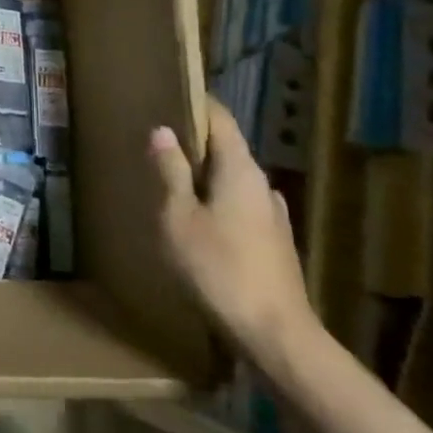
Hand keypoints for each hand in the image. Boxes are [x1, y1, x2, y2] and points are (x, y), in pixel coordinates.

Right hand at [151, 101, 318, 370]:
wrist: (276, 335)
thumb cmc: (219, 268)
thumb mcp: (178, 217)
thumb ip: (171, 172)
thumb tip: (163, 131)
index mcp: (240, 169)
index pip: (220, 119)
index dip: (195, 105)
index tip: (167, 97)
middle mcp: (263, 184)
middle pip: (227, 150)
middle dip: (193, 144)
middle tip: (156, 145)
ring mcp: (273, 215)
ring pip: (233, 181)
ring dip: (204, 178)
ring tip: (170, 185)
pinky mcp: (274, 244)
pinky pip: (240, 208)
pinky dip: (216, 204)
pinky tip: (197, 225)